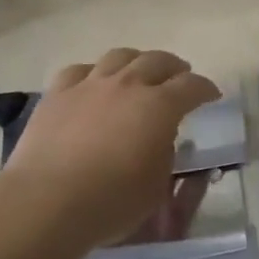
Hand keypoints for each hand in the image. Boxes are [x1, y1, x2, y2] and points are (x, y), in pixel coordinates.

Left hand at [1, 49, 220, 251]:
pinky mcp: (57, 93)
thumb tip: (162, 140)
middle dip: (174, 67)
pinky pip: (80, 70)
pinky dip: (94, 73)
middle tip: (180, 77)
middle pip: (157, 61)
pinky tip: (94, 82)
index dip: (205, 88)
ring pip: (119, 56)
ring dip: (137, 61)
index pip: (191, 87)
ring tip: (139, 71)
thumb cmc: (111, 202)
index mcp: (159, 107)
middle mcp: (127, 85)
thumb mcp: (156, 188)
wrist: (47, 202)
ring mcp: (89, 84)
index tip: (211, 95)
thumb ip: (165, 156)